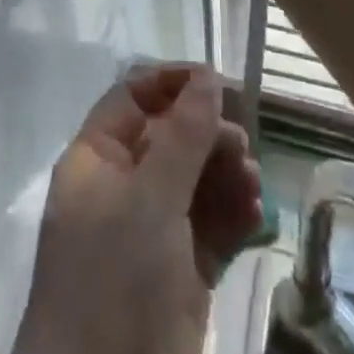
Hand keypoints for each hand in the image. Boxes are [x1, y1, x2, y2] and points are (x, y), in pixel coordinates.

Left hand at [5, 65, 263, 353]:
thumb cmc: (114, 278)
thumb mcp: (149, 198)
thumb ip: (183, 134)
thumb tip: (207, 75)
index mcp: (97, 159)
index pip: (134, 97)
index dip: (173, 83)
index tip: (219, 82)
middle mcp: (123, 188)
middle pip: (171, 137)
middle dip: (208, 135)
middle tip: (243, 146)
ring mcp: (152, 233)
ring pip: (196, 181)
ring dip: (227, 174)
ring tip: (252, 183)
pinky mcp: (181, 274)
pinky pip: (211, 226)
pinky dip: (233, 214)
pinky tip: (256, 212)